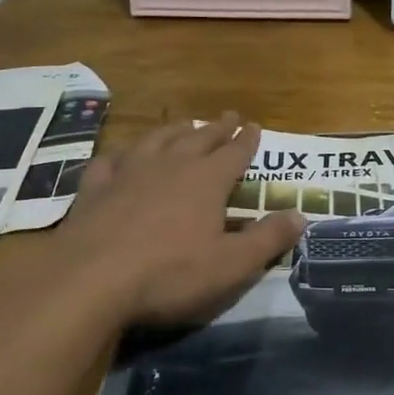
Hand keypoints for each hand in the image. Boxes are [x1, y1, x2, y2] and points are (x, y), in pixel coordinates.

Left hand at [53, 114, 303, 326]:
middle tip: (228, 116)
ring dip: (174, 130)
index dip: (247, 140)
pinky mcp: (95, 188)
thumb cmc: (170, 273)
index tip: (254, 126)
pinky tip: (122, 156)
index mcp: (206, 180)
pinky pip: (111, 160)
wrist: (92, 279)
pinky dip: (122, 154)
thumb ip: (268, 238)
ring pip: (156, 140)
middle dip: (217, 128)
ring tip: (183, 124)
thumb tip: (302, 215)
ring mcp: (128, 172)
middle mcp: (170, 165)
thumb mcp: (231, 265)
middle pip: (198, 138)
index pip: (234, 152)